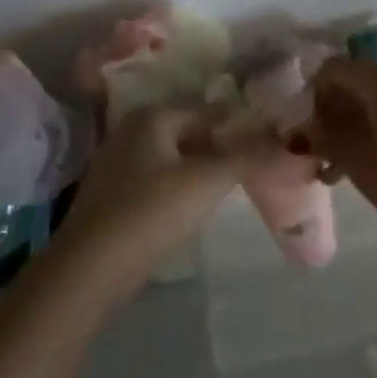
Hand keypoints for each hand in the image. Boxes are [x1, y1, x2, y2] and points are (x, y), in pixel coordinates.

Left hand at [60, 104, 271, 273]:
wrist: (90, 267)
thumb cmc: (152, 211)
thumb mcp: (208, 180)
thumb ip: (248, 156)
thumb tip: (286, 141)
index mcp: (152, 116)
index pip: (208, 110)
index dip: (240, 125)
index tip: (270, 142)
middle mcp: (131, 130)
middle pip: (189, 132)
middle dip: (221, 147)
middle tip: (255, 166)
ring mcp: (117, 162)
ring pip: (173, 157)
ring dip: (201, 168)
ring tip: (231, 187)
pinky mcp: (112, 194)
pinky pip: (157, 179)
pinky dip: (179, 186)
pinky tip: (194, 206)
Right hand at [302, 59, 376, 252]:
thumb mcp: (358, 162)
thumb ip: (326, 138)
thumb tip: (304, 130)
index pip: (334, 69)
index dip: (312, 95)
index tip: (304, 130)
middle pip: (358, 80)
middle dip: (333, 112)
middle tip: (318, 150)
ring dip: (354, 124)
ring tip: (336, 167)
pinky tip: (365, 164)